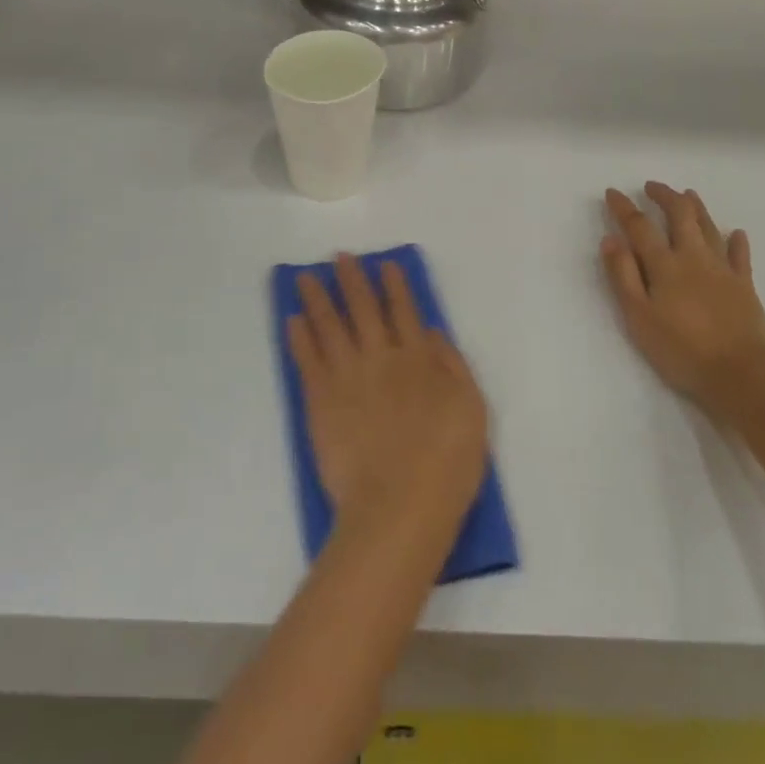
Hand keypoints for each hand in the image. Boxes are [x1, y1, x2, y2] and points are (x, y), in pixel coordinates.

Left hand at [289, 256, 488, 536]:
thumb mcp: (472, 409)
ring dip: (318, 298)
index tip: (385, 263)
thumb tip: (432, 332)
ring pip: (329, 326)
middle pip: (363, 309)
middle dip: (352, 280)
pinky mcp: (320, 402)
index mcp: (418, 358)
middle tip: (339, 257)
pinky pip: (307, 360)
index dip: (395, 285)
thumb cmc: (447, 462)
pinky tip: (292, 320)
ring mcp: (347, 377)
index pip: (405, 310)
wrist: (400, 506)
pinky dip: (299, 337)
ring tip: (305, 277)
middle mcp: (381, 357)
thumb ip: (452, 366)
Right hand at [601, 183, 764, 417]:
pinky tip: (736, 234)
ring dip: (697, 207)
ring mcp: (723, 269)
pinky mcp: (745, 286)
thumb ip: (624, 276)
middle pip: (680, 215)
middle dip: (665, 196)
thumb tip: (610, 240)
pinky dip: (737, 241)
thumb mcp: (639, 317)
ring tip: (688, 194)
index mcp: (665, 265)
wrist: (740, 372)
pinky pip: (740, 256)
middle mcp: (694, 257)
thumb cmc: (681, 349)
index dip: (624, 208)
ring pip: (709, 228)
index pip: (639, 227)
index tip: (613, 193)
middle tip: (652, 186)